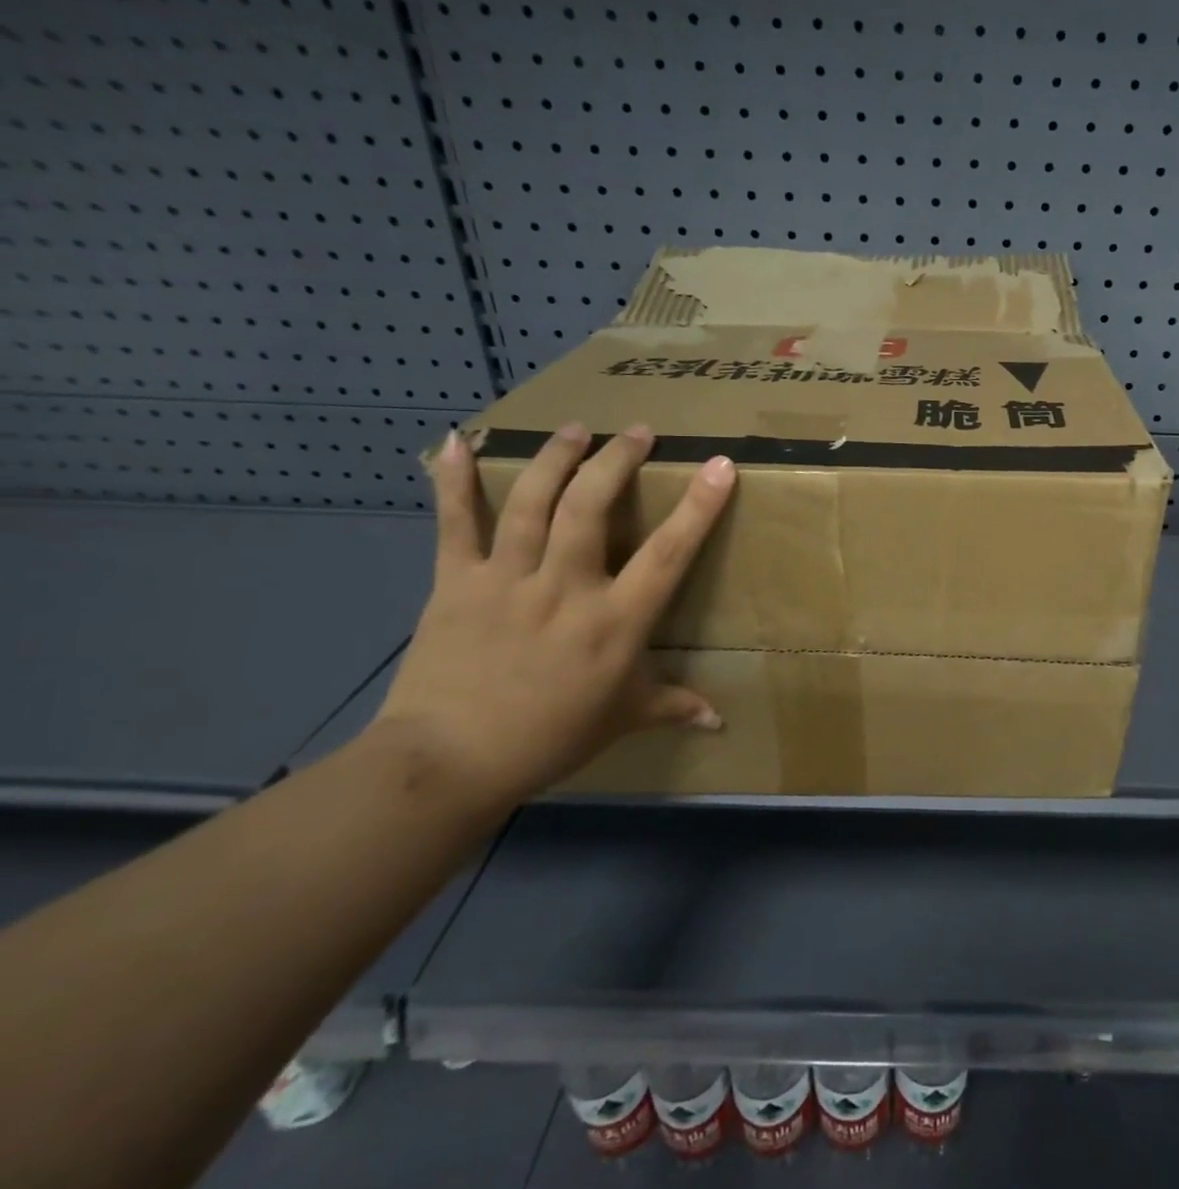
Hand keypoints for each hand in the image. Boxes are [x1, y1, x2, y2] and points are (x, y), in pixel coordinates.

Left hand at [374, 423, 737, 802]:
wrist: (449, 761)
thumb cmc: (550, 738)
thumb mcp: (623, 720)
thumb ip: (674, 707)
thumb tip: (720, 722)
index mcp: (615, 622)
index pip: (669, 553)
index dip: (698, 506)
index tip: (719, 464)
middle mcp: (565, 588)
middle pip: (590, 506)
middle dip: (616, 460)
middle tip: (636, 431)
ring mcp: (507, 579)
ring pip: (533, 501)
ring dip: (556, 456)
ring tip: (575, 428)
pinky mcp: (456, 581)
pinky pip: (455, 522)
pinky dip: (454, 479)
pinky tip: (458, 440)